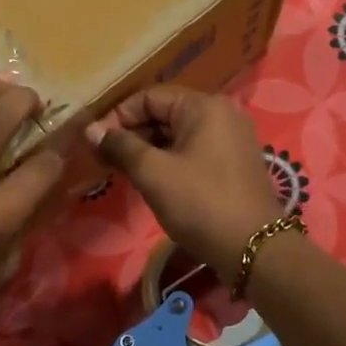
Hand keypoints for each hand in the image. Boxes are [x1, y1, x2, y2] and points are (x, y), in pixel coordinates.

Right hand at [85, 85, 285, 272]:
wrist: (254, 249)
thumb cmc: (200, 203)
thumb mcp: (153, 173)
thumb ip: (121, 146)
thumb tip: (91, 130)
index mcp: (204, 106)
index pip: (149, 97)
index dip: (118, 117)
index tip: (95, 144)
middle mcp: (222, 113)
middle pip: (165, 113)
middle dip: (133, 134)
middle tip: (105, 161)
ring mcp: (233, 138)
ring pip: (179, 134)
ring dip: (150, 149)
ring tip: (125, 172)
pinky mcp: (235, 162)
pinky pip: (195, 150)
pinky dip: (171, 160)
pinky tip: (153, 180)